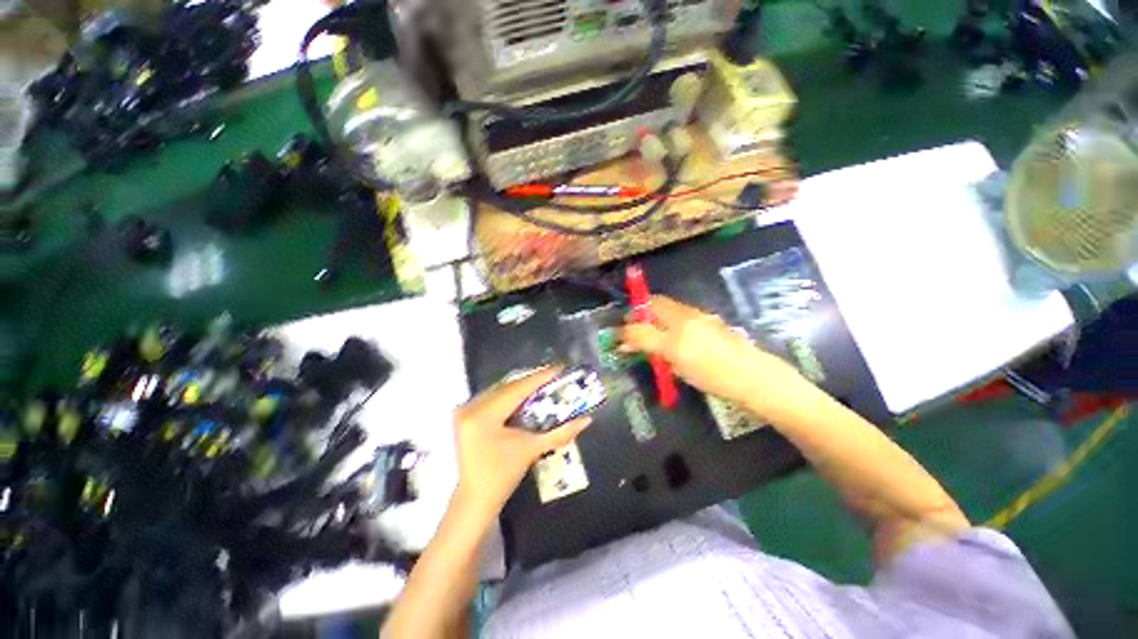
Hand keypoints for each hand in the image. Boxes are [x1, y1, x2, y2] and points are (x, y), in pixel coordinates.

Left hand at [453, 368, 590, 517]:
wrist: (475, 499)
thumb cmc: (502, 477)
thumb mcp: (531, 450)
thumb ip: (560, 433)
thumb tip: (586, 420)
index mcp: (483, 416)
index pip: (516, 389)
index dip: (539, 378)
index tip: (559, 368)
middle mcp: (470, 407)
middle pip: (507, 386)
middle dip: (532, 381)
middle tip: (555, 377)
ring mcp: (465, 410)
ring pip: (500, 390)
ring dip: (522, 387)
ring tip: (544, 384)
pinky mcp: (465, 415)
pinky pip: (493, 397)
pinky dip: (511, 395)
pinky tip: (526, 396)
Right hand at [621, 296, 800, 412]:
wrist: (753, 375)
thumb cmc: (714, 379)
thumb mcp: (678, 369)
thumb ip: (653, 354)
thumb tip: (631, 346)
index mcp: (676, 341)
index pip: (640, 329)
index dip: (624, 331)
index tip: (617, 336)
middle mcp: (685, 321)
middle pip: (653, 304)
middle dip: (637, 310)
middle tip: (630, 323)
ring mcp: (697, 315)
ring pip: (666, 304)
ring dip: (651, 310)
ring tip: (648, 325)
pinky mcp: (706, 315)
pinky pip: (678, 309)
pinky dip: (666, 314)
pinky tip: (670, 328)